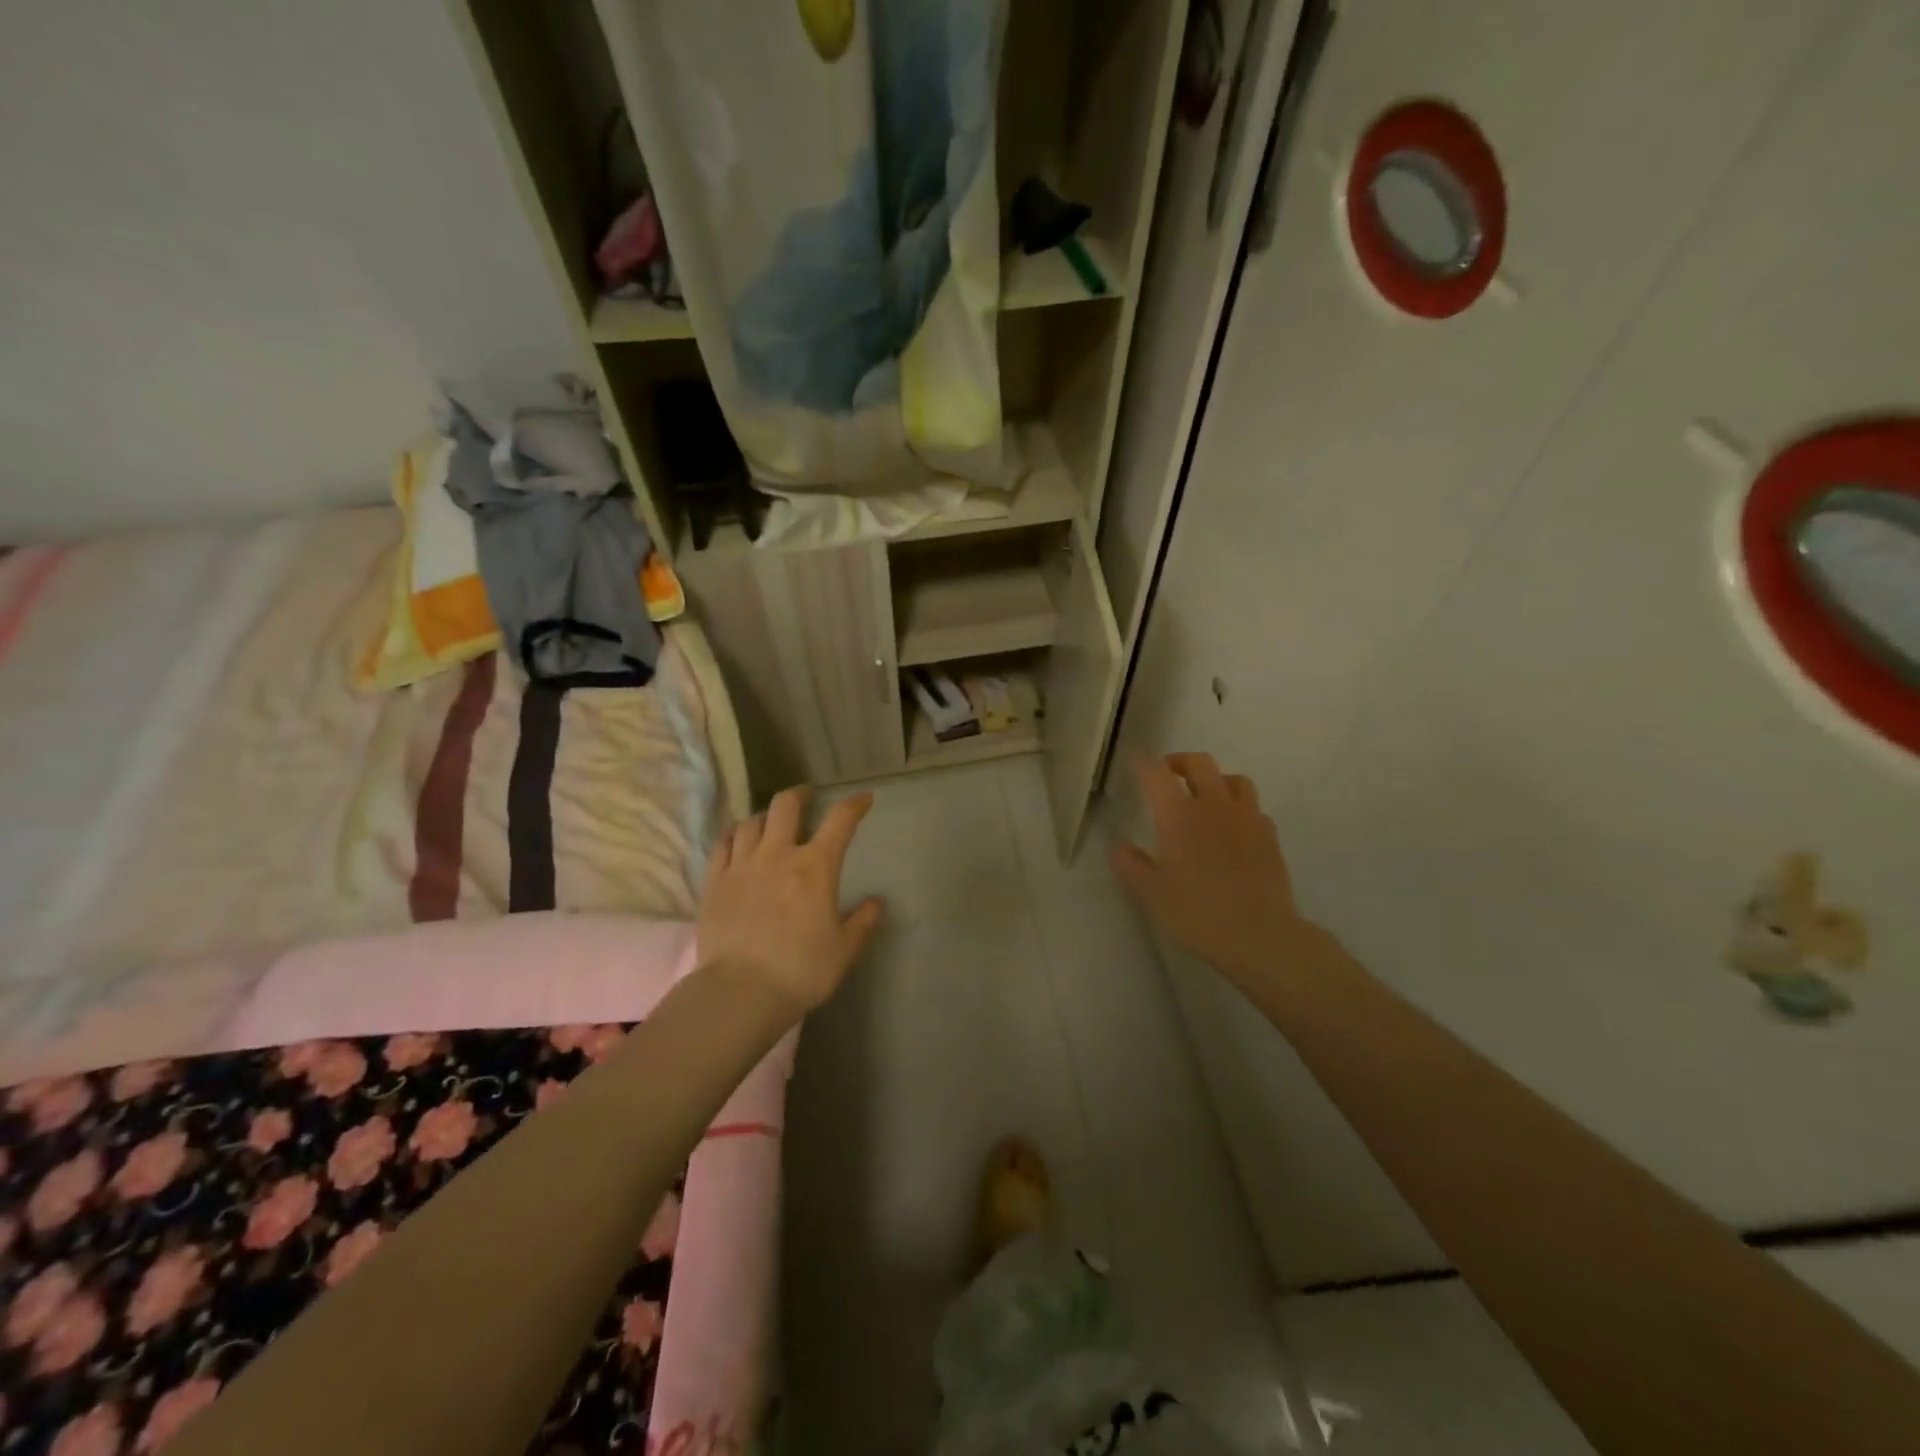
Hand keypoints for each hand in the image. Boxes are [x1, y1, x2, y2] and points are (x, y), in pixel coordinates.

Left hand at [698, 787, 883, 1015]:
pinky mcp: (714, 882)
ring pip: (751, 821)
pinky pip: (722, 844)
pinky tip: (738, 839)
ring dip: (766, 815)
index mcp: (815, 867)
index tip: (864, 799)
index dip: (855, 805)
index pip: (840, 821)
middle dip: (801, 795)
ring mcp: (741, 865)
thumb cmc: (801, 971)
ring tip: (771, 822)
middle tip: (808, 798)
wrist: (740, 992)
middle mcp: (777, 855)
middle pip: (786, 805)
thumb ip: (863, 922)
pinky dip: (734, 835)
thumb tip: (877, 902)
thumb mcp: (844, 950)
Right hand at [1112, 754, 1307, 989]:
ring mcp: (1247, 817)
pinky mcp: (1270, 836)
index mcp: (1178, 814)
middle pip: (1200, 763)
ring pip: (1234, 779)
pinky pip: (1254, 808)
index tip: (1134, 764)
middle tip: (1168, 773)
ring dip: (1216, 780)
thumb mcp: (1151, 893)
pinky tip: (1234, 827)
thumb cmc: (1196, 912)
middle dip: (1180, 761)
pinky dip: (1240, 808)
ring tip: (1206, 796)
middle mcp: (1213, 805)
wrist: (1259, 934)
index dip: (1143, 764)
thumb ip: (1132, 865)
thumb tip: (1119, 847)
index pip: (1157, 773)